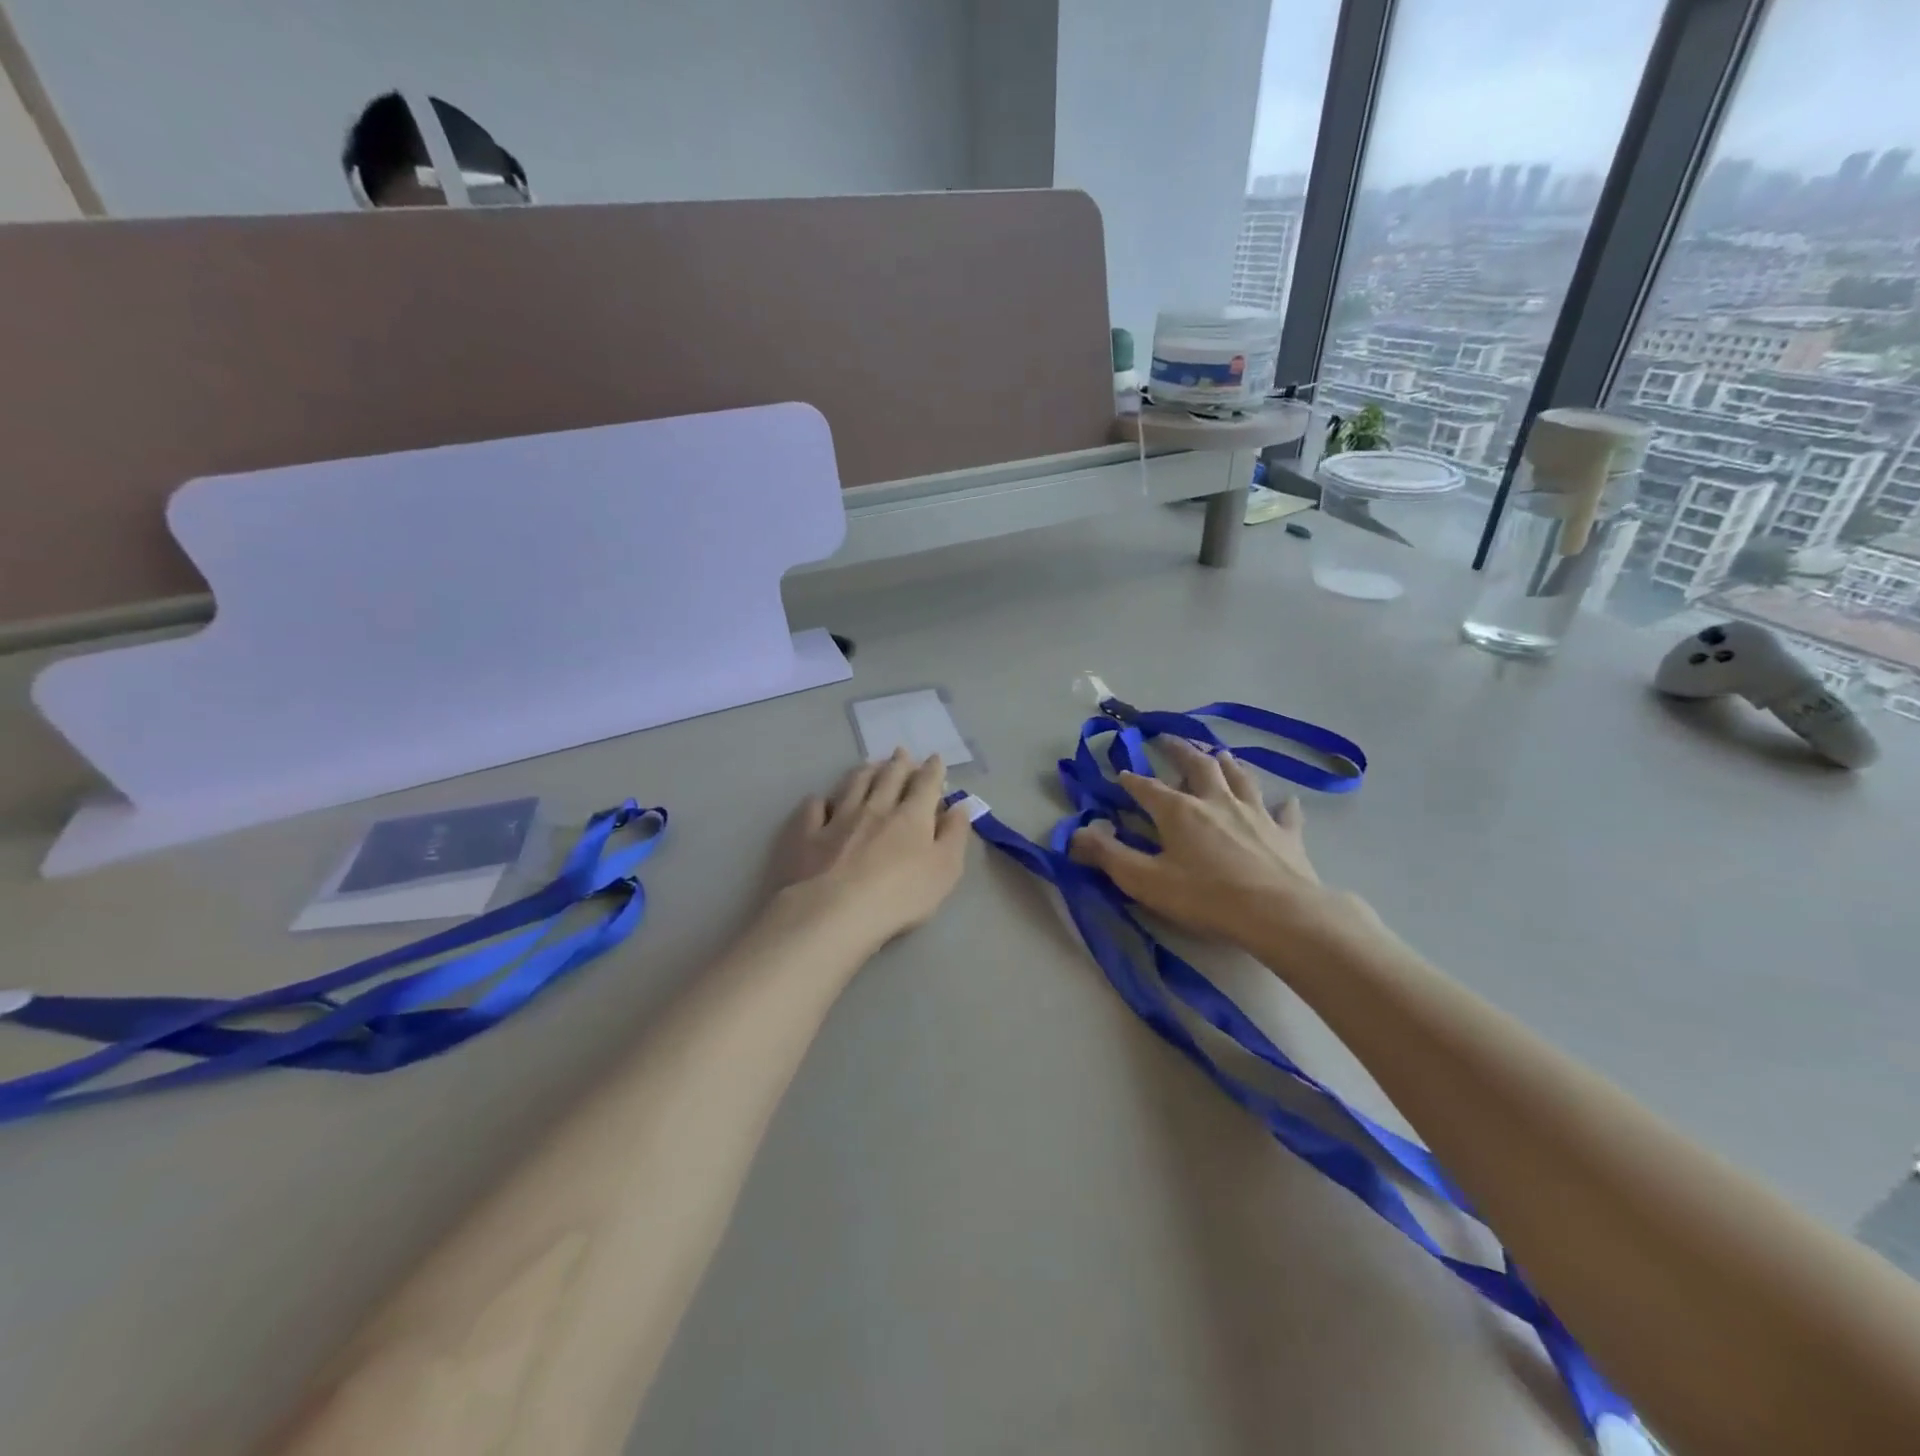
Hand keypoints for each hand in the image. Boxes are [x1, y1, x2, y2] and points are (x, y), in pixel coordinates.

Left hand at [769, 748, 972, 948]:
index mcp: (911, 816)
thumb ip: (954, 835)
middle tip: (901, 753)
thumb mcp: (945, 869)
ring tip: (869, 765)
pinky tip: (819, 801)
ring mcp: (838, 818)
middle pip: (888, 778)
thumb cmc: (901, 895)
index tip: (935, 759)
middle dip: (898, 763)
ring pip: (853, 785)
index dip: (933, 770)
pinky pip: (813, 809)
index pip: (926, 784)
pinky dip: (818, 802)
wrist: (837, 911)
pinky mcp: (808, 835)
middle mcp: (875, 807)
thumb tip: (958, 807)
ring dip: (864, 772)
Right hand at [1068, 738, 1355, 956]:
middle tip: (1170, 739)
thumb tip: (1074, 835)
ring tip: (1220, 753)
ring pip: (1239, 777)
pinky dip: (1281, 805)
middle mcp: (1217, 801)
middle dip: (1181, 750)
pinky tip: (1284, 801)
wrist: (1279, 913)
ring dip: (1227, 763)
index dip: (1132, 780)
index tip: (1121, 773)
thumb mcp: (1146, 881)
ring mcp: (1255, 813)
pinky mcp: (1285, 833)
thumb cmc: (1206, 897)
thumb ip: (1108, 856)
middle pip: (1198, 766)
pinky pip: (1283, 812)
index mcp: (1180, 811)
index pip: (1148, 788)